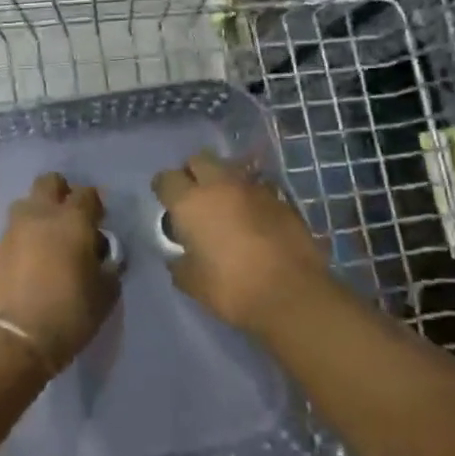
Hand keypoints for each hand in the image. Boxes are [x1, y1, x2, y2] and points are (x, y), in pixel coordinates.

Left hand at [0, 173, 119, 372]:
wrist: (14, 338)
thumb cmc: (69, 313)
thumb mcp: (105, 293)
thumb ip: (107, 266)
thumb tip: (101, 257)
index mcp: (72, 220)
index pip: (87, 193)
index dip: (95, 205)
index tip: (99, 222)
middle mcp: (40, 215)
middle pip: (49, 182)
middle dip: (62, 193)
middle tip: (71, 220)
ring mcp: (13, 230)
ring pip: (26, 204)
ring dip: (39, 214)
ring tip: (49, 241)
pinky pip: (14, 231)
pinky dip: (25, 238)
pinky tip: (32, 262)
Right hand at [153, 152, 327, 335]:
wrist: (292, 295)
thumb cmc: (232, 288)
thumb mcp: (192, 283)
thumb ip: (180, 263)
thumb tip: (179, 256)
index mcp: (190, 203)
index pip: (166, 179)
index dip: (163, 189)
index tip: (166, 202)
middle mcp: (220, 186)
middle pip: (199, 160)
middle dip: (193, 173)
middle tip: (194, 198)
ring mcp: (254, 189)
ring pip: (231, 170)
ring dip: (224, 184)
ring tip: (226, 208)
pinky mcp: (282, 199)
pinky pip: (257, 189)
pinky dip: (250, 199)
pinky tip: (253, 220)